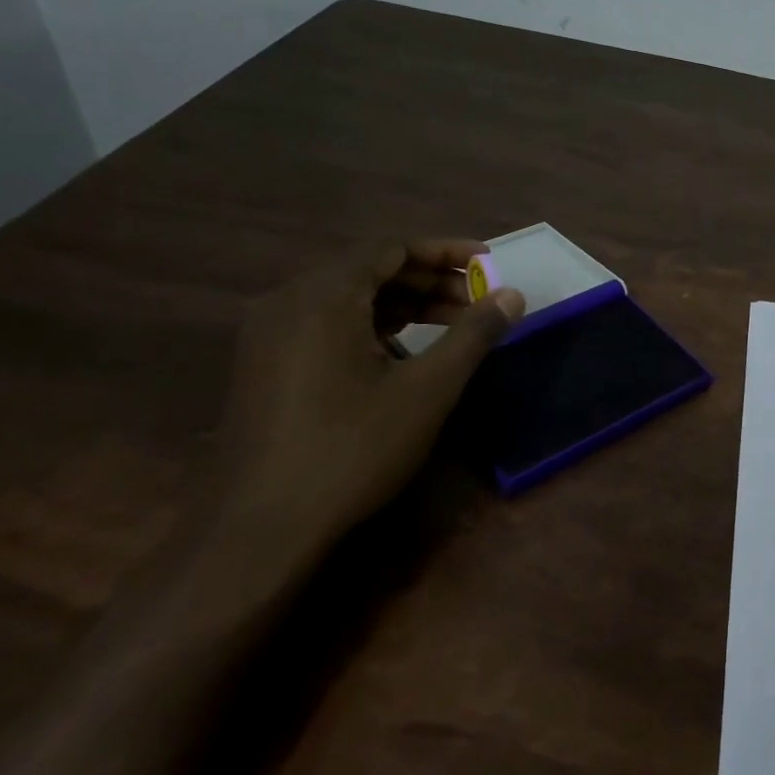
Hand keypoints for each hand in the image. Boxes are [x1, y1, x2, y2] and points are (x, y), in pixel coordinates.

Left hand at [205, 238, 523, 542]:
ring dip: (403, 306)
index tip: (489, 262)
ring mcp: (268, 335)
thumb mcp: (427, 390)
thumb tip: (512, 294)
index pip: (391, 247)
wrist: (261, 527)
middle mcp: (288, 301)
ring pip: (347, 300)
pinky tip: (403, 357)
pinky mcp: (263, 366)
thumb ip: (473, 335)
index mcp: (323, 295)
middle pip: (369, 270)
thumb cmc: (352, 448)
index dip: (446, 252)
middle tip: (478, 301)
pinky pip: (326, 326)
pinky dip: (372, 328)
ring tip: (453, 326)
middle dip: (429, 281)